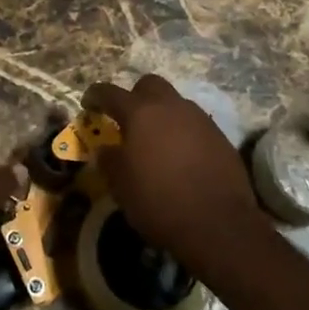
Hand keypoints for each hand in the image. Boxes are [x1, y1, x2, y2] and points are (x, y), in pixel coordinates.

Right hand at [84, 75, 268, 270]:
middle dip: (135, 96)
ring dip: (162, 114)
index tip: (88, 103)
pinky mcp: (220, 136)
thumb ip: (110, 161)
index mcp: (140, 113)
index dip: (96, 96)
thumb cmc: (159, 201)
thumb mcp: (121, 186)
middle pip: (149, 85)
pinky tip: (180, 156)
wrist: (219, 224)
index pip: (111, 93)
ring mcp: (199, 119)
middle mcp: (171, 107)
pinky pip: (194, 123)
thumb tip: (106, 149)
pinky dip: (182, 132)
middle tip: (127, 119)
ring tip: (155, 140)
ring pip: (175, 103)